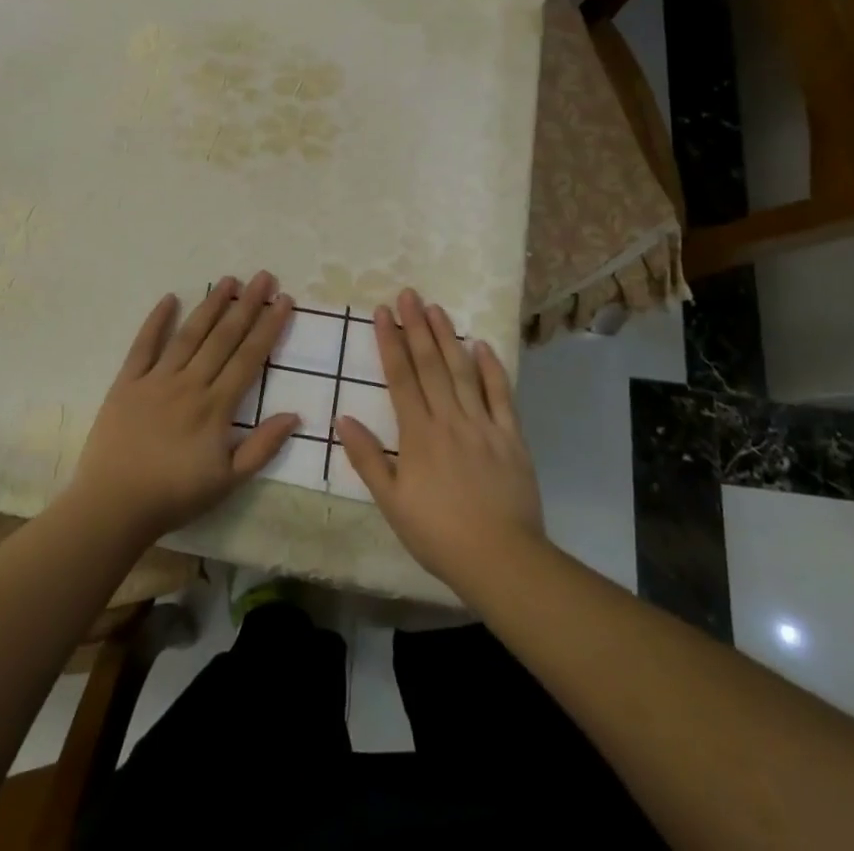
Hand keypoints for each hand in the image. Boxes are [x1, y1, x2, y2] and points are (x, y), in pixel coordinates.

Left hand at [71, 272, 298, 543]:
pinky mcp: (127, 382)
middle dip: (247, 305)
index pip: (249, 357)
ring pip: (189, 334)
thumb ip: (262, 446)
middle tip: (263, 277)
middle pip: (223, 337)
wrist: (113, 506)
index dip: (269, 327)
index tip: (283, 300)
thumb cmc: (174, 496)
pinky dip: (156, 321)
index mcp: (215, 406)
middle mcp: (189, 383)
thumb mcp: (228, 481)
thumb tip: (295, 415)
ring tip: (229, 281)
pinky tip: (169, 298)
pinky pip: (143, 345)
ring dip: (210, 305)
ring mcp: (156, 379)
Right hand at [337, 288, 545, 598]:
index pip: (400, 377)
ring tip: (436, 309)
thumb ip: (367, 458)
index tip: (382, 312)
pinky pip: (501, 394)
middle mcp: (449, 419)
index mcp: (418, 433)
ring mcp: (483, 424)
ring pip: (463, 371)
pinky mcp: (511, 436)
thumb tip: (342, 418)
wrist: (500, 558)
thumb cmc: (438, 533)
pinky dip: (491, 368)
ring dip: (448, 337)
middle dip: (416, 327)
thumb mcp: (391, 502)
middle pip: (431, 364)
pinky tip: (482, 345)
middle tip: (408, 294)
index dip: (390, 342)